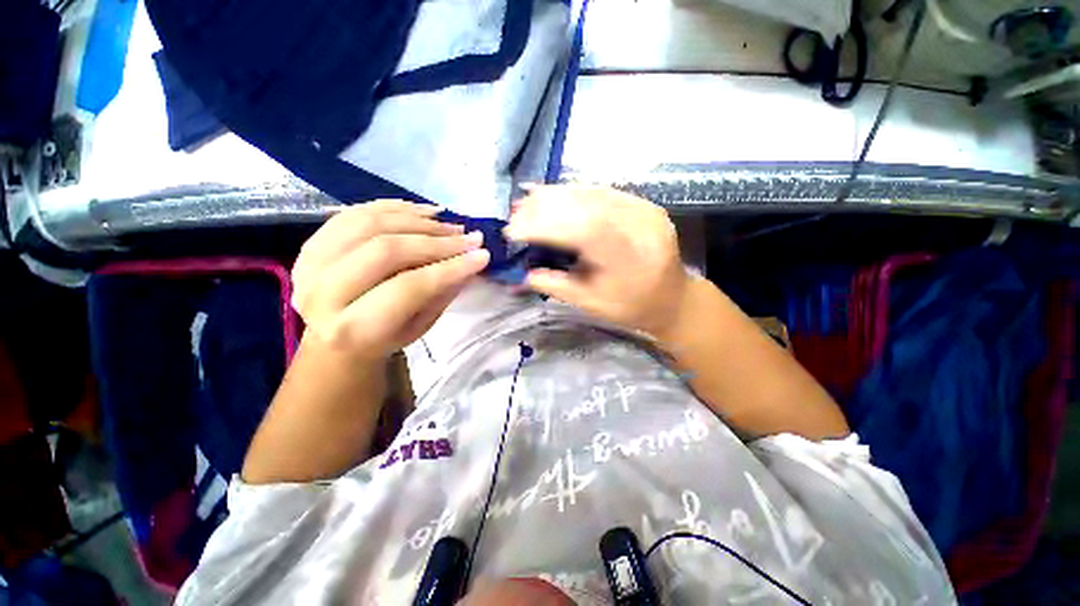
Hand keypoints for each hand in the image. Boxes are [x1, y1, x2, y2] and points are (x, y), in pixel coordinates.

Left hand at [291, 201, 489, 360]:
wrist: (337, 334)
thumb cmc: (386, 337)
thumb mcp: (419, 325)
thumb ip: (443, 291)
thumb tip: (472, 258)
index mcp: (351, 329)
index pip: (408, 287)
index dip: (449, 268)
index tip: (482, 256)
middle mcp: (320, 293)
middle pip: (387, 250)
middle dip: (437, 241)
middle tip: (470, 238)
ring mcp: (308, 262)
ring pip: (371, 224)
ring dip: (419, 220)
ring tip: (451, 225)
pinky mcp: (311, 242)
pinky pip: (356, 213)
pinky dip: (395, 207)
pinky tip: (426, 212)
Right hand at [505, 186, 689, 338]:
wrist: (674, 298)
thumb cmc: (632, 307)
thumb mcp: (592, 304)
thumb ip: (557, 286)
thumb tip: (521, 274)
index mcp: (630, 258)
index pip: (584, 230)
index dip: (545, 225)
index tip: (514, 230)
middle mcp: (641, 226)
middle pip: (588, 205)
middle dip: (545, 207)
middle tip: (515, 212)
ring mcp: (644, 210)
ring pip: (593, 192)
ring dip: (556, 195)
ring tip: (527, 200)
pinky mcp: (643, 203)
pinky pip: (603, 192)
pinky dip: (574, 192)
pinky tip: (553, 196)